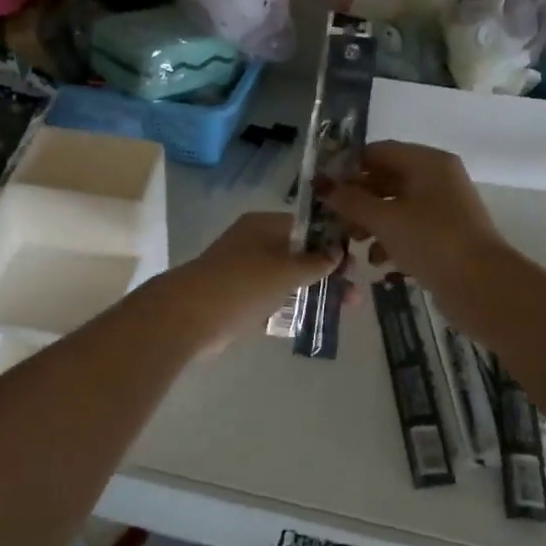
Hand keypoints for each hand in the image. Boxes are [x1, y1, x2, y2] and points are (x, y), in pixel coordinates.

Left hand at [168, 212, 343, 345]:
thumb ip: (315, 262)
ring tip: (343, 309)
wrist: (190, 316)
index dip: (332, 242)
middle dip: (328, 272)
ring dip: (313, 291)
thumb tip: (337, 252)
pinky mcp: (239, 298)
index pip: (306, 226)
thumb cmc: (243, 284)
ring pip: (288, 279)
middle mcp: (254, 243)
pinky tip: (313, 319)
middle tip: (354, 294)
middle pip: (299, 254)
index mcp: (264, 226)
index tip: (355, 262)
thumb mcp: (286, 270)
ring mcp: (245, 271)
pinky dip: (290, 306)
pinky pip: (273, 299)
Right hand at [316, 142, 508, 309]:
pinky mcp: (444, 236)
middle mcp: (437, 179)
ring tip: (353, 244)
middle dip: (358, 200)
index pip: (379, 152)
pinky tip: (378, 262)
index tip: (323, 188)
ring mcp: (443, 209)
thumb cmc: (431, 241)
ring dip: (371, 223)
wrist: (482, 286)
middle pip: (386, 180)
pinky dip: (390, 241)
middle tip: (334, 219)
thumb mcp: (384, 219)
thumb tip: (323, 186)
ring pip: (395, 206)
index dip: (348, 167)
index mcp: (427, 163)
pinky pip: (409, 229)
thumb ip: (351, 201)